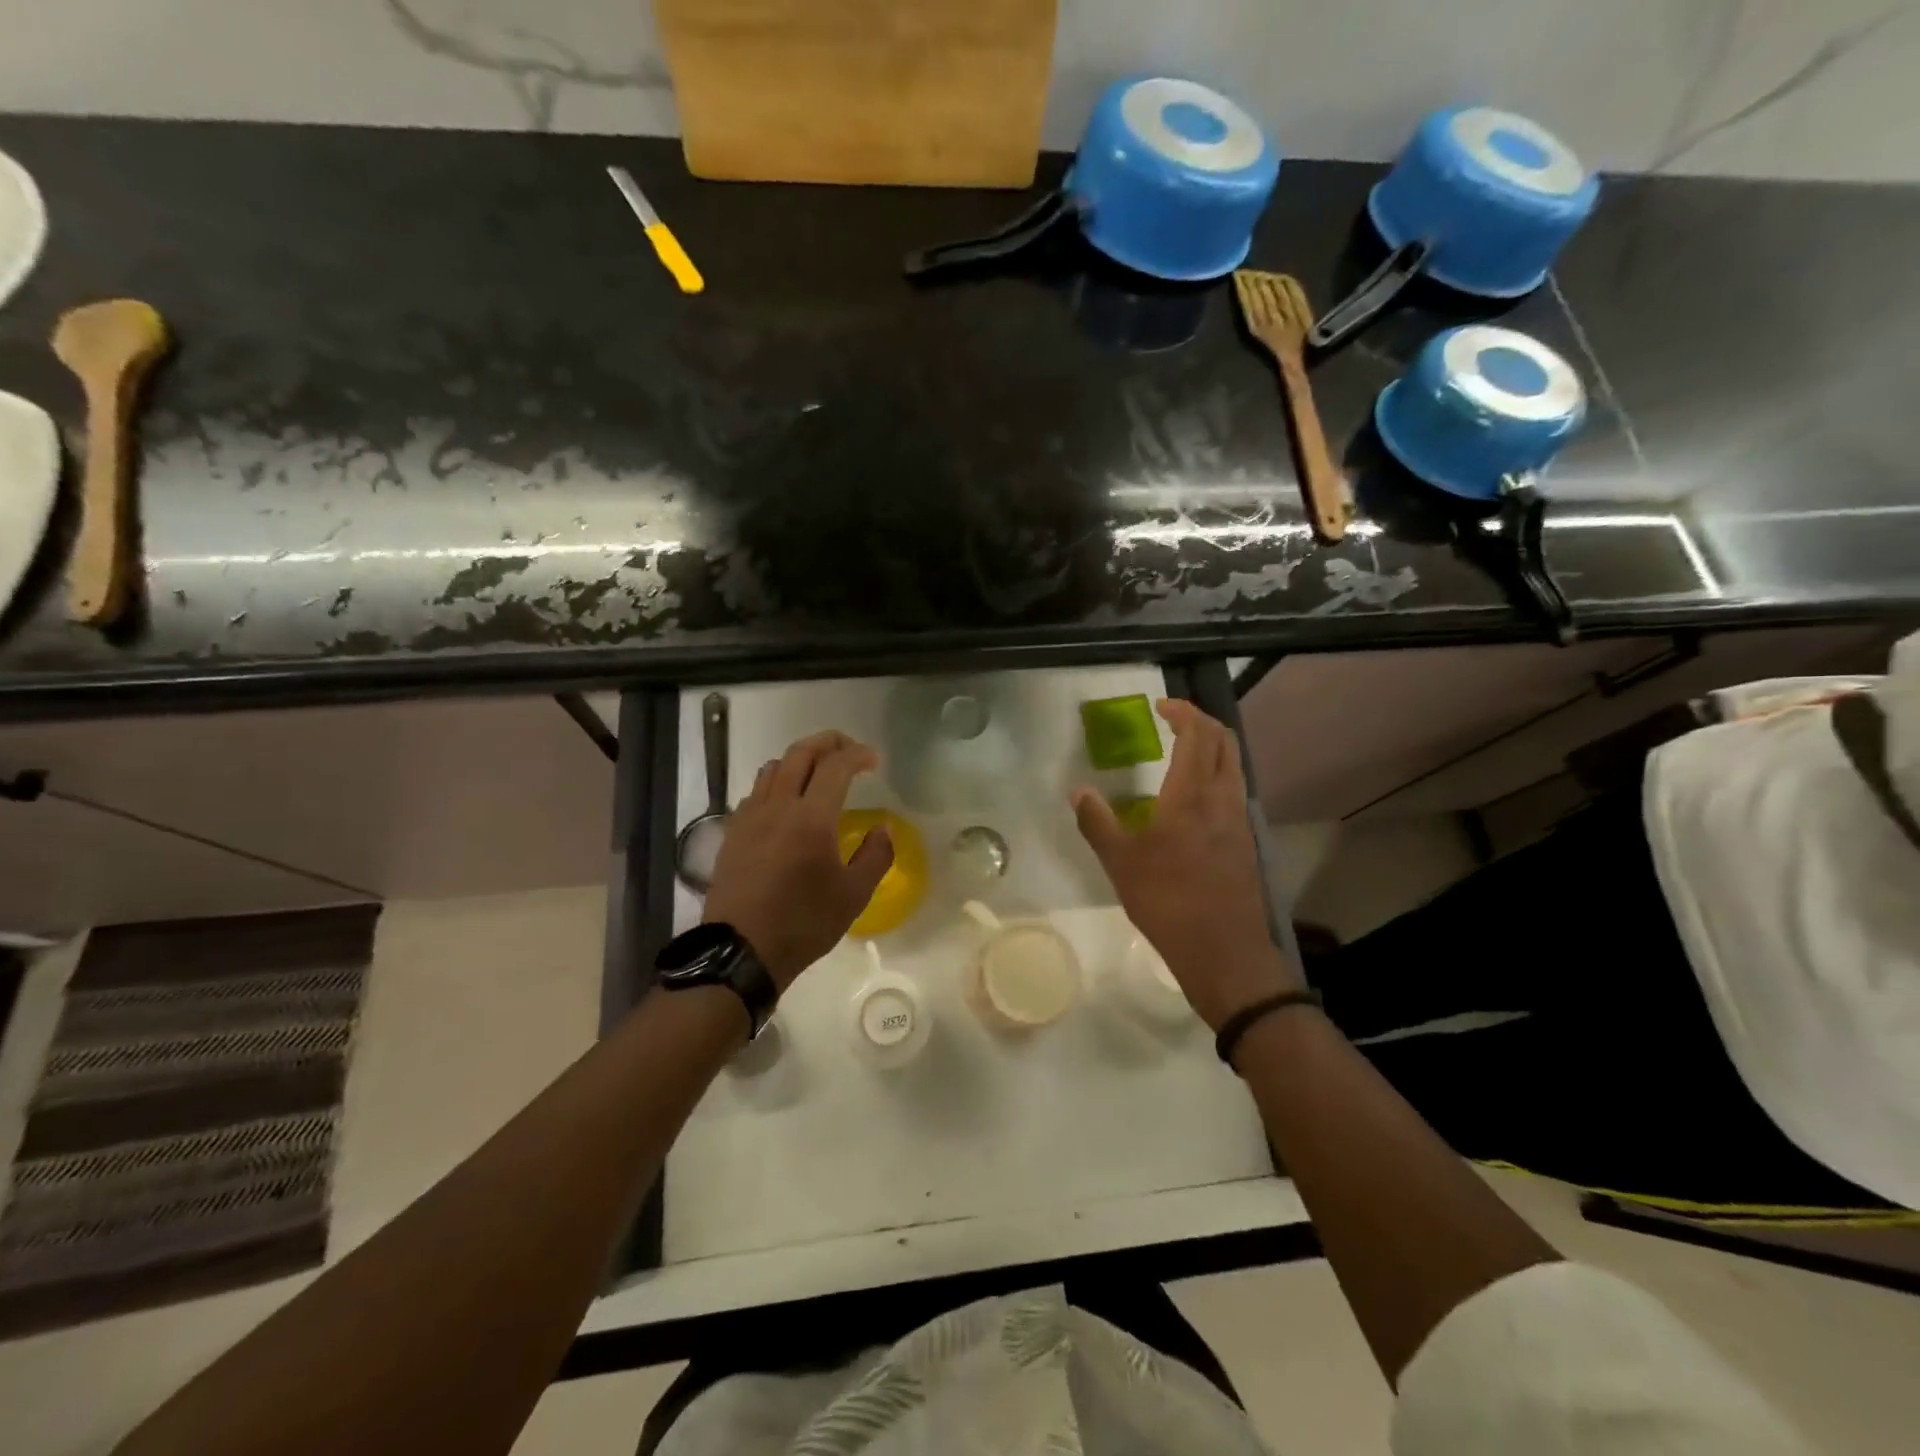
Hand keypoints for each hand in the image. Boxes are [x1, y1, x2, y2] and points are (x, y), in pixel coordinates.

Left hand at [703, 730, 893, 990]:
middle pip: (800, 753)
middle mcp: (778, 806)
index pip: (835, 766)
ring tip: (818, 773)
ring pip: (774, 767)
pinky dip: (777, 782)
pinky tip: (786, 804)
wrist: (740, 951)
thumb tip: (883, 829)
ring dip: (800, 759)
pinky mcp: (733, 832)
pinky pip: (756, 791)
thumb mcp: (853, 896)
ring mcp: (750, 817)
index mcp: (812, 818)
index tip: (874, 760)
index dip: (858, 754)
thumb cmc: (803, 924)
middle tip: (849, 750)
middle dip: (828, 742)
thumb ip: (875, 856)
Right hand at [1073, 700, 1301, 1031]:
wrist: (1223, 950)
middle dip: (1202, 721)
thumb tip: (1078, 791)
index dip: (1183, 713)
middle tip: (1175, 719)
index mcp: (1190, 795)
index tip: (1162, 706)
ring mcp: (1239, 820)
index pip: (1197, 735)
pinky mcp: (1245, 841)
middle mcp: (1222, 798)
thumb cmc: (1167, 900)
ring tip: (1185, 750)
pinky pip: (1235, 789)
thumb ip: (1097, 822)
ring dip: (1214, 747)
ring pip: (1234, 765)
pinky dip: (1218, 774)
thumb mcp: (1120, 862)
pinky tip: (1196, 796)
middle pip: (1224, 742)